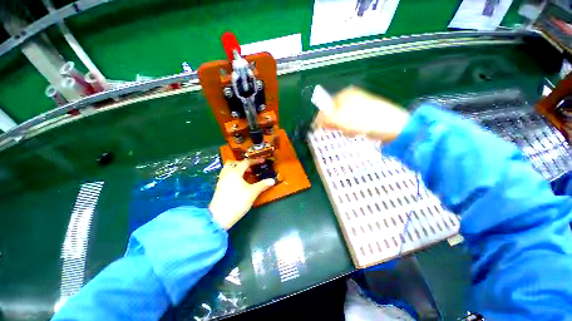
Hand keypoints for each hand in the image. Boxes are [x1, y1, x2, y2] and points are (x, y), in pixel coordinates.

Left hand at [209, 159, 274, 229]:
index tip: (263, 161)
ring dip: (237, 168)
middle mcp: (226, 174)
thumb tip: (272, 180)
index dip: (255, 161)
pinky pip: (226, 175)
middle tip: (252, 168)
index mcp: (235, 172)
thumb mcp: (252, 193)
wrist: (219, 217)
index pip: (246, 162)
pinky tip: (239, 182)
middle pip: (234, 163)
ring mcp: (221, 180)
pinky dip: (233, 174)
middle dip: (244, 163)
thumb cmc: (237, 202)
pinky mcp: (219, 187)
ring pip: (228, 169)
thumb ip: (263, 185)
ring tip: (246, 174)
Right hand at [315, 86, 409, 141]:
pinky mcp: (364, 116)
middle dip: (336, 124)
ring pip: (342, 121)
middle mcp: (350, 99)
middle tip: (341, 129)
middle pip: (334, 114)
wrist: (393, 126)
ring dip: (344, 128)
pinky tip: (358, 131)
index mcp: (344, 95)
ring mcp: (358, 107)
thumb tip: (316, 122)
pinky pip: (350, 124)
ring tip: (353, 131)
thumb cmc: (365, 120)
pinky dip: (352, 129)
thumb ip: (326, 119)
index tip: (321, 129)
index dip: (322, 119)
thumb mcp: (342, 119)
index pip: (326, 106)